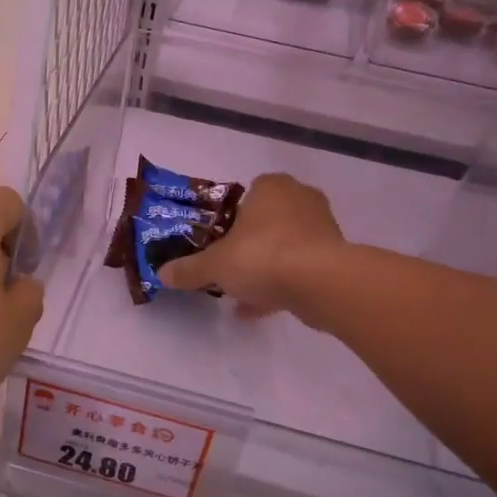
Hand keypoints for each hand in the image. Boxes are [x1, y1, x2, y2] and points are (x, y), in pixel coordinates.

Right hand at [159, 173, 343, 318]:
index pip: (248, 193)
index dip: (231, 217)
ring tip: (241, 292)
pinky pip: (300, 269)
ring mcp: (322, 228)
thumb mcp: (215, 264)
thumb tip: (161, 274)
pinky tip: (256, 309)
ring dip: (266, 266)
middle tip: (230, 264)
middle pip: (268, 220)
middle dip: (250, 243)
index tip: (219, 240)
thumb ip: (189, 269)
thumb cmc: (263, 256)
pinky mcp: (335, 258)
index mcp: (271, 187)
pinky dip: (281, 285)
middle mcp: (300, 199)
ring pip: (285, 246)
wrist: (321, 283)